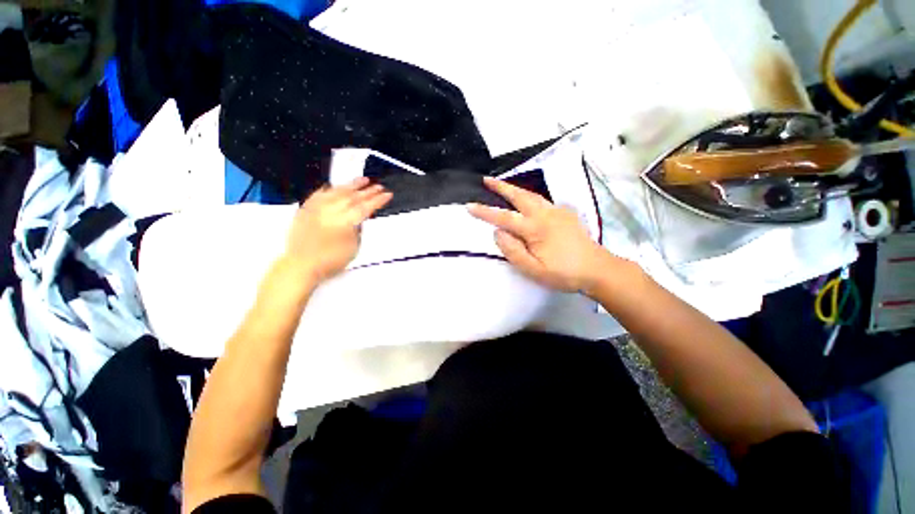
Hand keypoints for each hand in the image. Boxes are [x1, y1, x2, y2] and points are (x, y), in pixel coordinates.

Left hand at [284, 177, 391, 282]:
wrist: (301, 265)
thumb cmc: (329, 261)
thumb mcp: (353, 248)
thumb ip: (358, 231)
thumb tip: (359, 221)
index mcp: (345, 222)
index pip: (366, 207)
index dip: (378, 200)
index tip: (387, 195)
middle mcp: (331, 212)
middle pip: (354, 197)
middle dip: (368, 191)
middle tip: (379, 187)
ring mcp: (317, 209)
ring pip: (337, 192)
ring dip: (352, 185)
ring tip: (363, 180)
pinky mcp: (306, 210)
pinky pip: (319, 194)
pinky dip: (328, 189)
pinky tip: (334, 186)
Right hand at [467, 177, 614, 292]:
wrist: (597, 269)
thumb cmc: (563, 273)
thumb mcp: (533, 269)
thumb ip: (513, 251)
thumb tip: (498, 232)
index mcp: (535, 228)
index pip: (504, 217)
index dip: (485, 212)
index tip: (469, 206)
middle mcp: (545, 214)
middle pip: (519, 196)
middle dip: (501, 187)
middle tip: (487, 180)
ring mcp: (558, 211)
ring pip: (532, 195)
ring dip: (515, 189)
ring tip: (503, 186)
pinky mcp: (566, 213)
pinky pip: (544, 201)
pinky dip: (530, 197)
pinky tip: (528, 201)